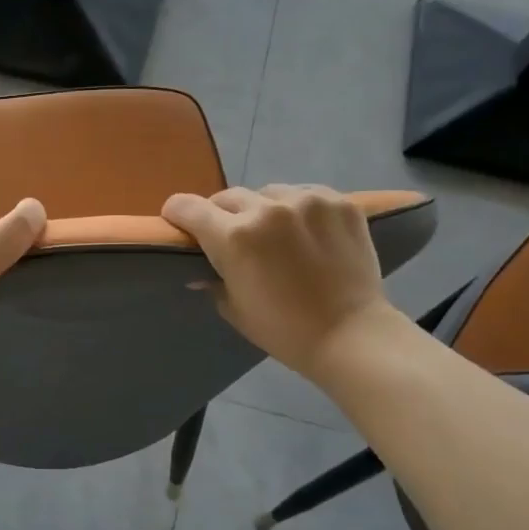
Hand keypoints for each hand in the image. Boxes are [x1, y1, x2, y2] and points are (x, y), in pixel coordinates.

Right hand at [161, 184, 395, 373]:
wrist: (351, 336)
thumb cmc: (283, 330)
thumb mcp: (234, 308)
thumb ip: (213, 279)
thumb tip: (200, 271)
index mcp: (234, 237)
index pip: (188, 207)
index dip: (177, 214)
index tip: (179, 223)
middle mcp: (267, 209)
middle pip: (228, 197)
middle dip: (223, 216)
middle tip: (234, 239)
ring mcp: (307, 201)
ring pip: (268, 193)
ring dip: (263, 210)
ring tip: (277, 235)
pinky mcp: (340, 202)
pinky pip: (306, 194)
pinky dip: (299, 209)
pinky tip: (307, 233)